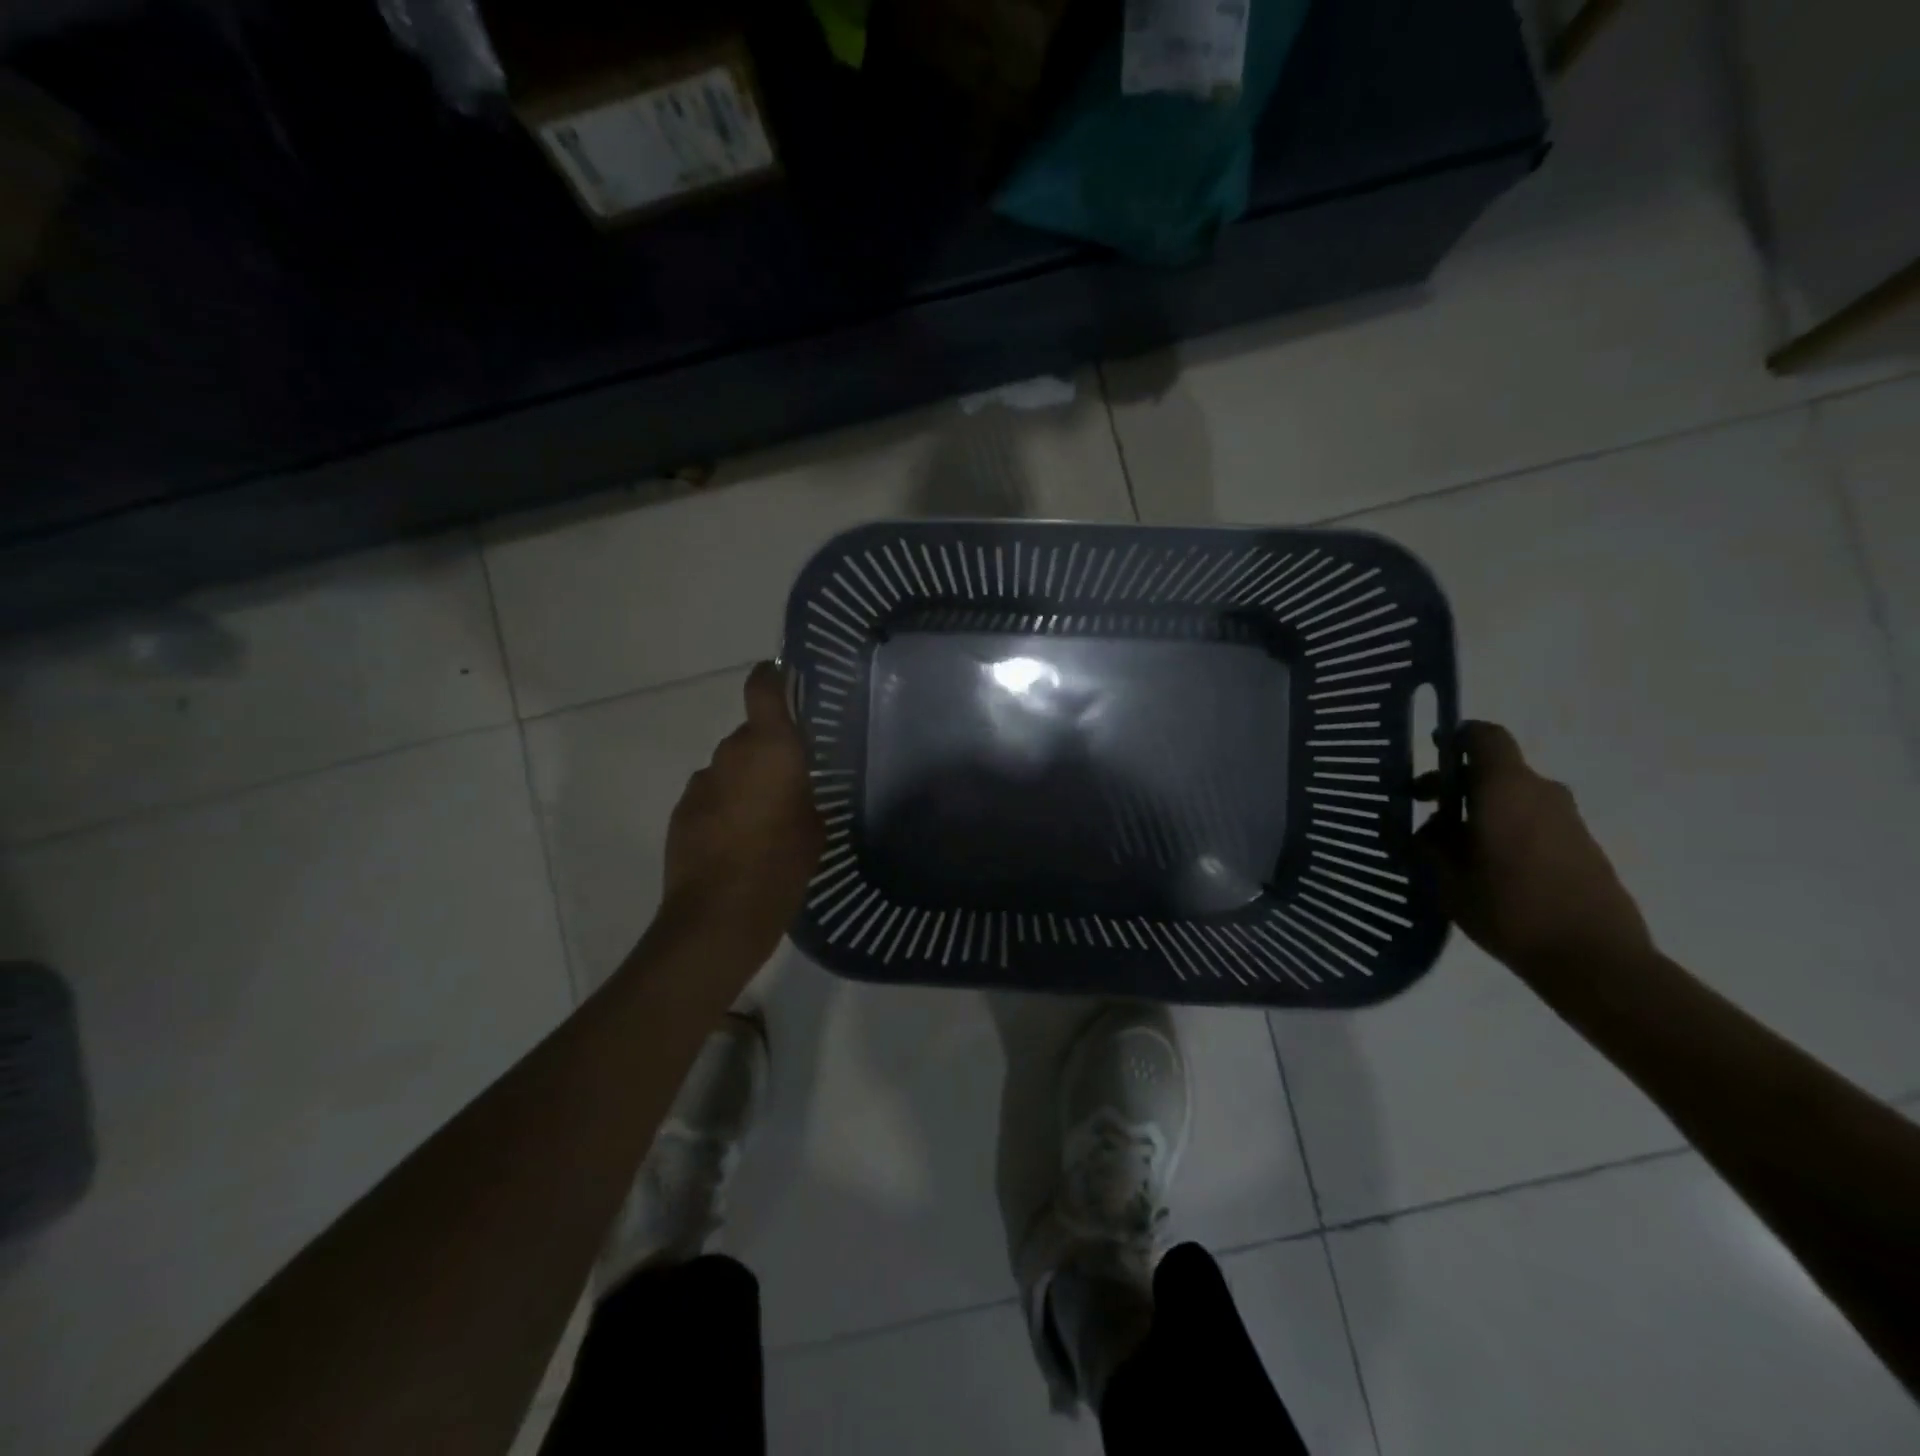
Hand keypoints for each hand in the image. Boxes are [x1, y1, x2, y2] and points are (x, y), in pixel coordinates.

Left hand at [658, 662, 823, 967]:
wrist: (719, 916)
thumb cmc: (782, 865)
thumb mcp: (816, 827)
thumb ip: (805, 794)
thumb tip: (795, 788)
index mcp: (770, 748)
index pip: (763, 688)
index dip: (772, 677)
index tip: (784, 679)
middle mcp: (730, 754)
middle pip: (749, 736)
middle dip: (767, 752)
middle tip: (789, 784)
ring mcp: (700, 782)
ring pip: (728, 769)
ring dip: (743, 783)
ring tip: (761, 821)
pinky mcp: (680, 812)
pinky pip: (710, 796)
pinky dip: (723, 807)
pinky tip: (736, 842)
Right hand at [1417, 721, 1651, 978]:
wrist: (1596, 959)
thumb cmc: (1509, 909)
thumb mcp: (1445, 880)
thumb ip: (1423, 846)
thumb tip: (1407, 827)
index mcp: (1505, 789)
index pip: (1483, 736)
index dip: (1455, 738)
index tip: (1429, 756)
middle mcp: (1541, 793)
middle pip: (1494, 770)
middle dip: (1456, 785)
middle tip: (1423, 814)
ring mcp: (1568, 820)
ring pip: (1513, 798)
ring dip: (1481, 811)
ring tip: (1451, 851)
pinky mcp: (1583, 846)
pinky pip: (1534, 822)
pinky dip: (1506, 830)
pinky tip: (1486, 869)